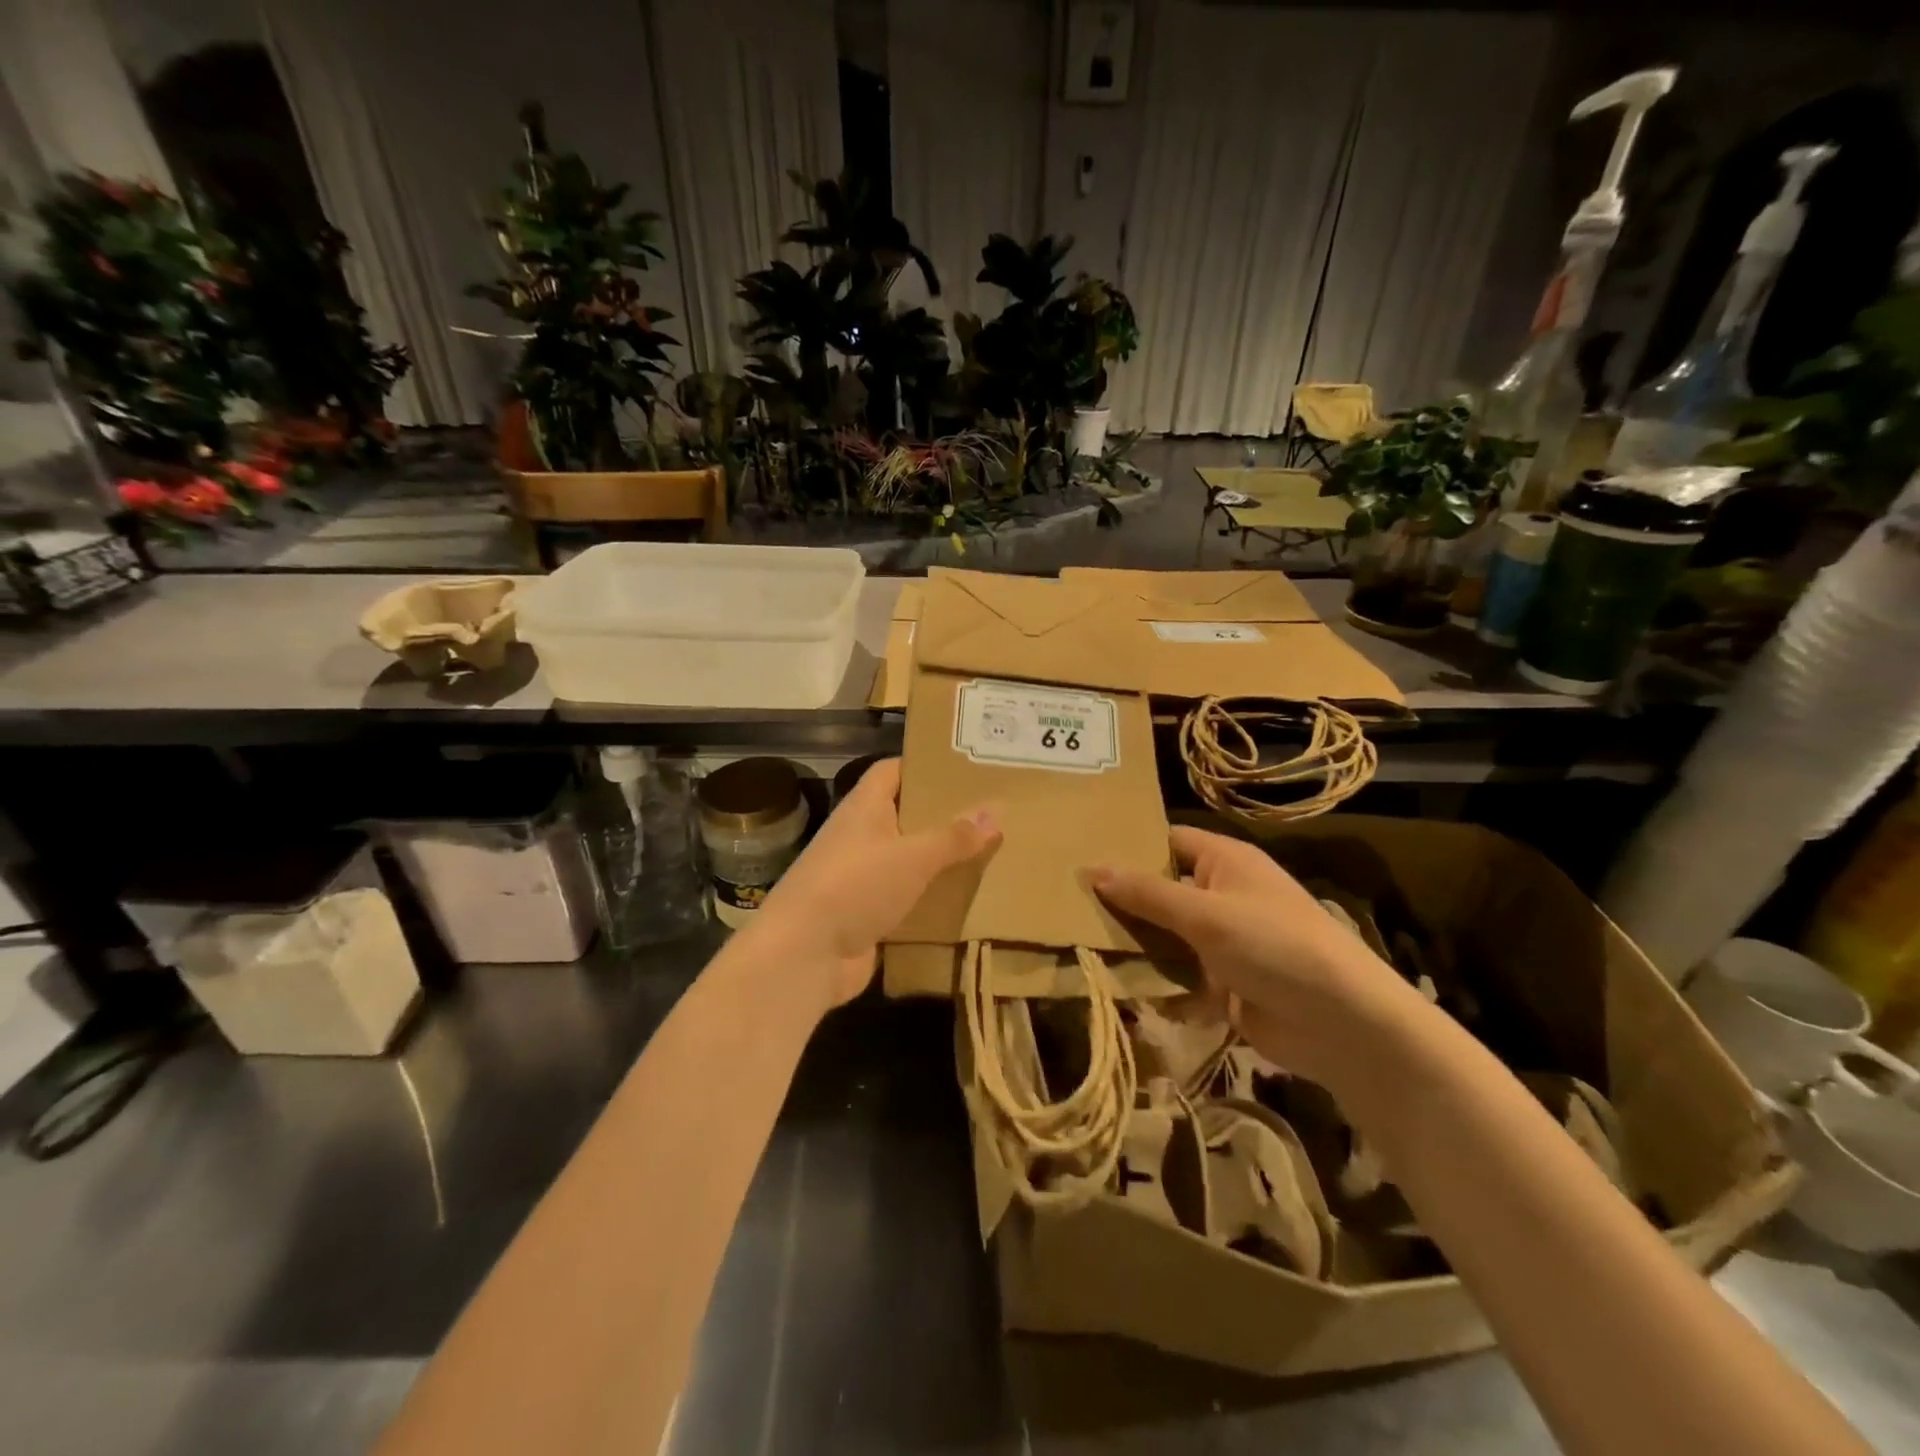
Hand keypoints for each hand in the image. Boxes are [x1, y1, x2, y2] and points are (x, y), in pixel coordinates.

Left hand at [751, 759, 998, 1009]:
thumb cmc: (856, 886)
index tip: (965, 769)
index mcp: (864, 808)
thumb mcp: (913, 857)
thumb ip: (954, 837)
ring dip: (940, 862)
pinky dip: (930, 901)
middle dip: (943, 817)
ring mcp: (861, 878)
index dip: (924, 765)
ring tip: (989, 855)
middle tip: (991, 814)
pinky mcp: (866, 915)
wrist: (804, 955)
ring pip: (908, 861)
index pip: (892, 771)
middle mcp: (860, 837)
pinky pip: (906, 900)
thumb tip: (995, 812)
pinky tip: (967, 902)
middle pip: (905, 816)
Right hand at [1091, 826, 1418, 1085]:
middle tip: (1067, 906)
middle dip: (1123, 902)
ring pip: (1166, 936)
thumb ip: (1146, 893)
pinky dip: (1157, 983)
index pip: (1166, 841)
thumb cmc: (1273, 946)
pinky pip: (1179, 976)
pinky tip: (1121, 989)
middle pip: (1161, 891)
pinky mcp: (1224, 983)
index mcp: (1224, 861)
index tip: (1079, 857)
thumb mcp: (1204, 914)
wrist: (1342, 1024)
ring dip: (1136, 946)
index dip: (1127, 847)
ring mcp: (1223, 941)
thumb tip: (1091, 869)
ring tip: (1081, 948)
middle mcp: (1222, 894)